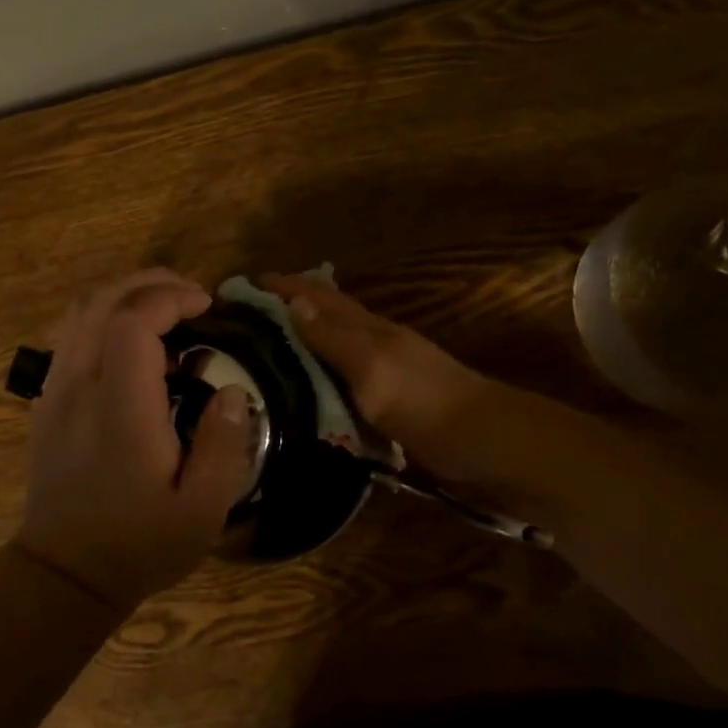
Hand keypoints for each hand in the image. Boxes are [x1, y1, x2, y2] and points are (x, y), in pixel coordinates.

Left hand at [13, 269, 256, 616]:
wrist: (63, 574)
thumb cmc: (138, 544)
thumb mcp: (202, 510)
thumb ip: (224, 445)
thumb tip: (233, 390)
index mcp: (120, 408)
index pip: (133, 321)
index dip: (170, 298)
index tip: (206, 305)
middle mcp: (80, 386)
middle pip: (102, 302)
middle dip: (149, 282)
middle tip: (190, 294)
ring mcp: (55, 390)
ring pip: (80, 312)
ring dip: (124, 295)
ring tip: (164, 307)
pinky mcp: (46, 401)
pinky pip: (70, 335)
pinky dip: (102, 317)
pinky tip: (131, 341)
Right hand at [257, 273, 486, 457]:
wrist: (483, 444)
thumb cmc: (424, 402)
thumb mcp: (372, 368)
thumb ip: (333, 338)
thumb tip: (292, 302)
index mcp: (368, 329)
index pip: (317, 297)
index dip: (284, 286)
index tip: (245, 283)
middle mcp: (374, 343)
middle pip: (327, 315)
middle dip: (289, 306)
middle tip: (248, 313)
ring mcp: (384, 372)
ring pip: (335, 345)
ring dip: (304, 338)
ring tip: (268, 345)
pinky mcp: (390, 401)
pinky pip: (344, 379)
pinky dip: (321, 374)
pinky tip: (308, 387)